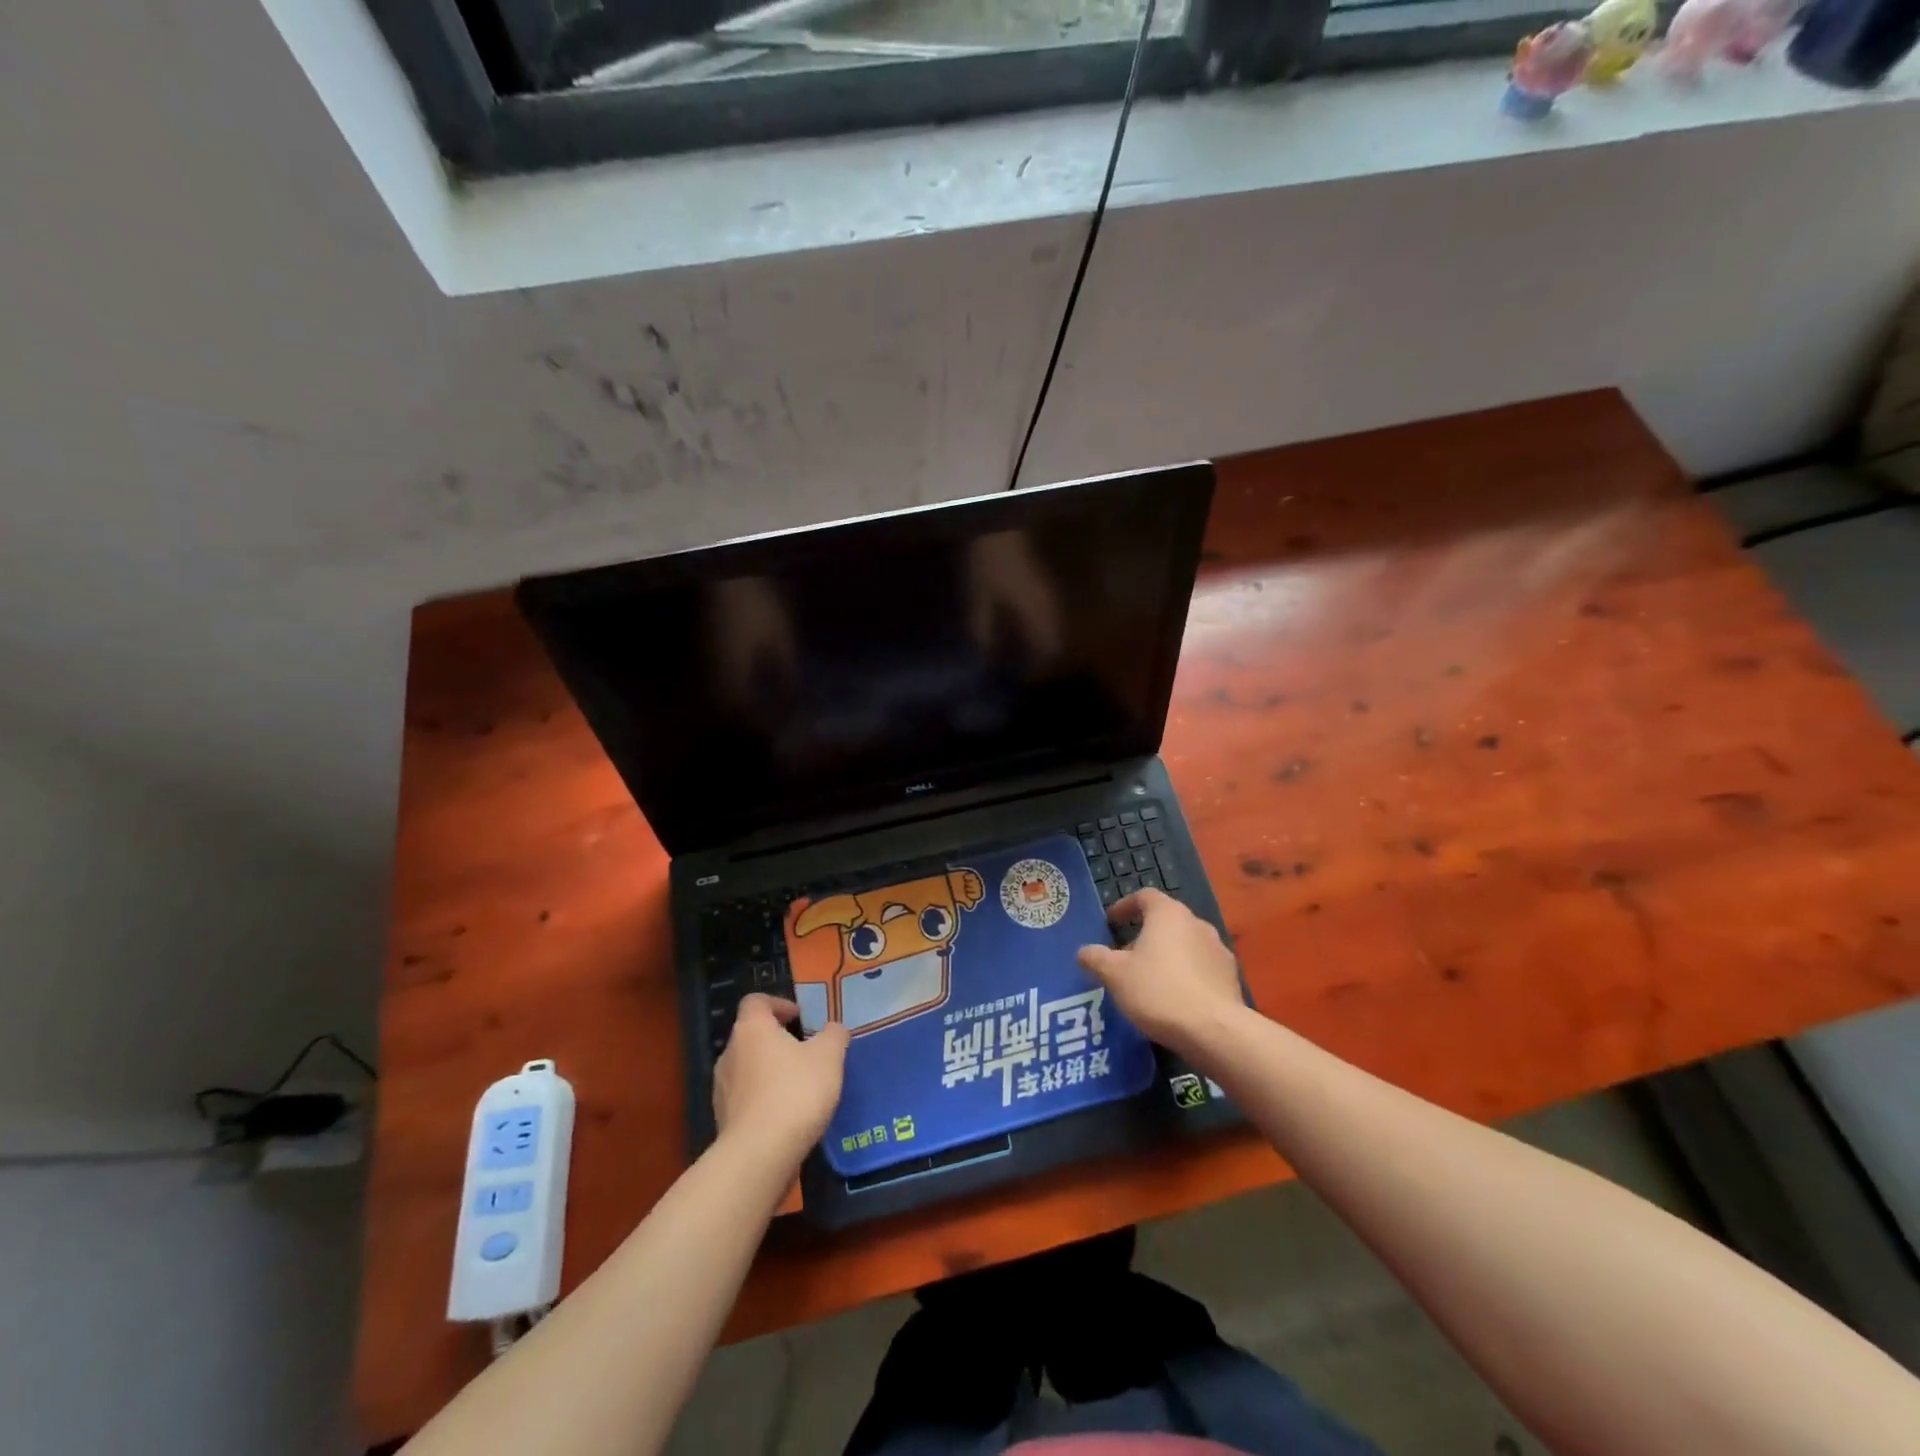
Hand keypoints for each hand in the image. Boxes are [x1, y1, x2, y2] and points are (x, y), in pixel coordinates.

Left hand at [713, 995, 849, 1165]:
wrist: (758, 1156)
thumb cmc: (795, 1092)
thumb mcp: (829, 1056)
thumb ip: (833, 1035)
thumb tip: (833, 1029)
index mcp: (752, 1029)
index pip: (756, 1001)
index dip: (778, 1004)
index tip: (800, 1018)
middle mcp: (730, 1053)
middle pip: (752, 1036)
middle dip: (777, 1041)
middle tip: (806, 1053)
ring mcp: (722, 1089)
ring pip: (748, 1069)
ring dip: (770, 1072)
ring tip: (799, 1087)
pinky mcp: (723, 1121)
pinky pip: (746, 1099)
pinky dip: (764, 1100)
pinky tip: (787, 1116)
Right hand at [1077, 889, 1245, 1057]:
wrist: (1214, 1030)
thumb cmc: (1158, 991)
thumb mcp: (1115, 975)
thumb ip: (1096, 958)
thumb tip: (1083, 952)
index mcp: (1168, 914)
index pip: (1145, 896)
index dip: (1125, 906)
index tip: (1111, 922)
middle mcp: (1197, 924)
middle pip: (1166, 921)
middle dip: (1144, 935)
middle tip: (1125, 956)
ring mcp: (1218, 950)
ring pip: (1185, 944)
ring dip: (1166, 955)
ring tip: (1148, 980)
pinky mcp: (1230, 977)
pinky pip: (1201, 967)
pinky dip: (1185, 974)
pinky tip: (1173, 998)